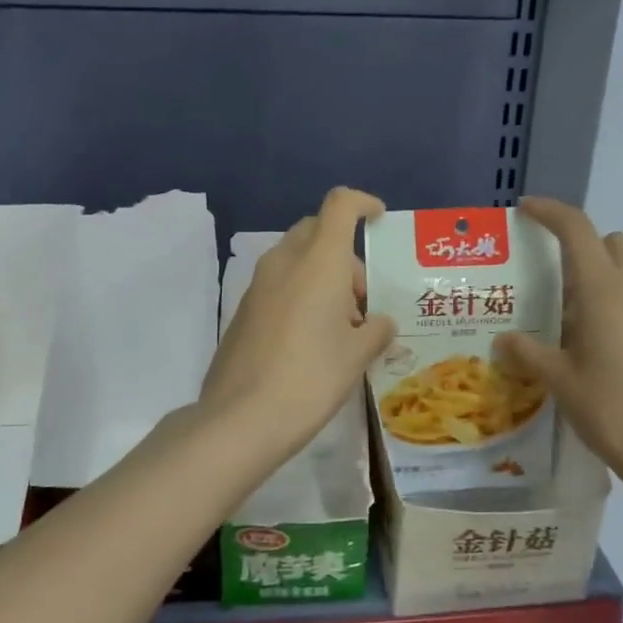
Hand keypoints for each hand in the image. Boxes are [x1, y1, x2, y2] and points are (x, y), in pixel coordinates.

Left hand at [200, 187, 396, 461]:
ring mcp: (257, 286)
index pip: (340, 205)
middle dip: (345, 254)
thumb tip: (380, 324)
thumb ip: (376, 331)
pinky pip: (279, 286)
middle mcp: (284, 262)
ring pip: (296, 260)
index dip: (363, 204)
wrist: (241, 418)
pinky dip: (301, 296)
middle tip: (363, 299)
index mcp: (318, 261)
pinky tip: (312, 341)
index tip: (379, 220)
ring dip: (323, 277)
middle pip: (317, 231)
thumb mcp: (357, 355)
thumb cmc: (311, 377)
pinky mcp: (243, 311)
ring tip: (342, 327)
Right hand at [497, 197, 622, 508]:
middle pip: (611, 242)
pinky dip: (618, 300)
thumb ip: (528, 353)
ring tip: (571, 320)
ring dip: (600, 276)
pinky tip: (599, 343)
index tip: (525, 210)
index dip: (550, 212)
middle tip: (552, 284)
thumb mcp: (560, 381)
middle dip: (581, 248)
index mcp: (604, 290)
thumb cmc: (612, 410)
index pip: (577, 229)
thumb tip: (504, 340)